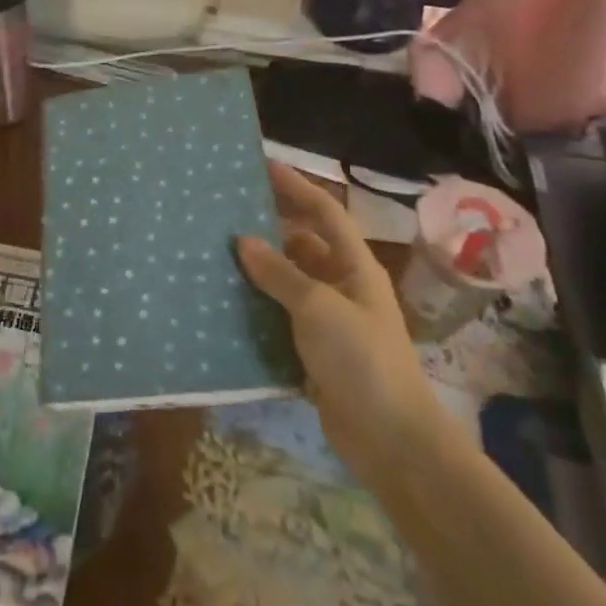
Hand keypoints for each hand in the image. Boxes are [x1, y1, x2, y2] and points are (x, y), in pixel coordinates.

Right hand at [235, 163, 442, 475]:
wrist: (391, 439)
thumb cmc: (361, 359)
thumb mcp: (318, 307)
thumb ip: (280, 273)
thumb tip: (243, 240)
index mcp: (354, 266)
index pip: (324, 213)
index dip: (296, 187)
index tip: (261, 166)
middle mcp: (342, 286)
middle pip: (302, 245)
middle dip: (269, 228)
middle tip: (225, 212)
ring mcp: (328, 321)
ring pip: (288, 283)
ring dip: (258, 270)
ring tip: (214, 254)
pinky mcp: (314, 352)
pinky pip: (280, 318)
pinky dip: (256, 309)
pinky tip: (224, 304)